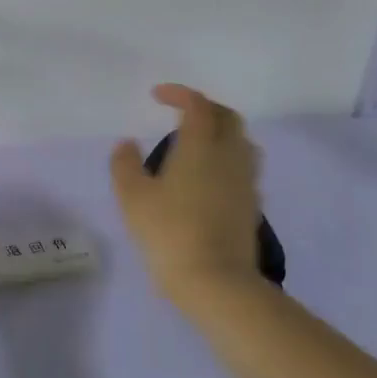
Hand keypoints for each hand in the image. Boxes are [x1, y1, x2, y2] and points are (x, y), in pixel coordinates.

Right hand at [110, 85, 265, 314]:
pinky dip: (225, 159)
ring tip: (195, 144)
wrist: (217, 283)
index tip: (157, 96)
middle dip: (205, 108)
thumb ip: (125, 164)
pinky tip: (206, 177)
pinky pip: (243, 168)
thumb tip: (127, 144)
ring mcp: (245, 183)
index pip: (198, 105)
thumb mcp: (132, 197)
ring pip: (241, 143)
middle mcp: (229, 157)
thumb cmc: (169, 232)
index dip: (179, 94)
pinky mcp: (251, 207)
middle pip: (228, 118)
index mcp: (200, 147)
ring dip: (220, 133)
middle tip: (179, 113)